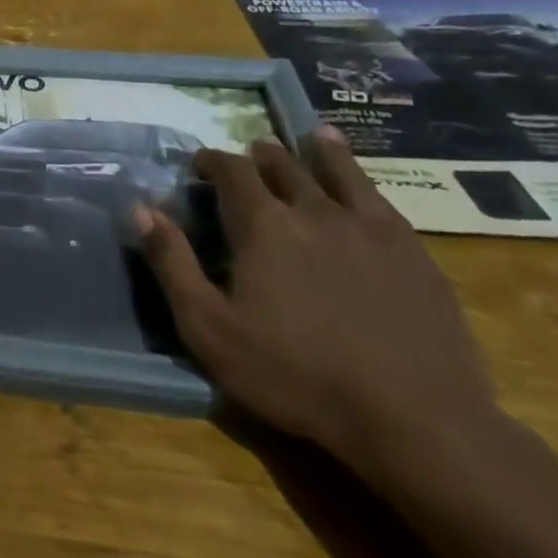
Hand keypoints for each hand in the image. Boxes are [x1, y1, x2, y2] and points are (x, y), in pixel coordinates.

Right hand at [139, 129, 500, 484]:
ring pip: (336, 170)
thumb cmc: (297, 376)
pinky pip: (379, 196)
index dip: (212, 161)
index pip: (231, 171)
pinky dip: (359, 174)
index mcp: (263, 225)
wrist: (417, 421)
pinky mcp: (413, 251)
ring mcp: (369, 227)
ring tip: (311, 137)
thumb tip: (141, 208)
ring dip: (316, 151)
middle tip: (251, 154)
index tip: (201, 162)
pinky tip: (358, 176)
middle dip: (260, 155)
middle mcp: (313, 210)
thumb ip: (172, 262)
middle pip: (282, 165)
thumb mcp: (210, 328)